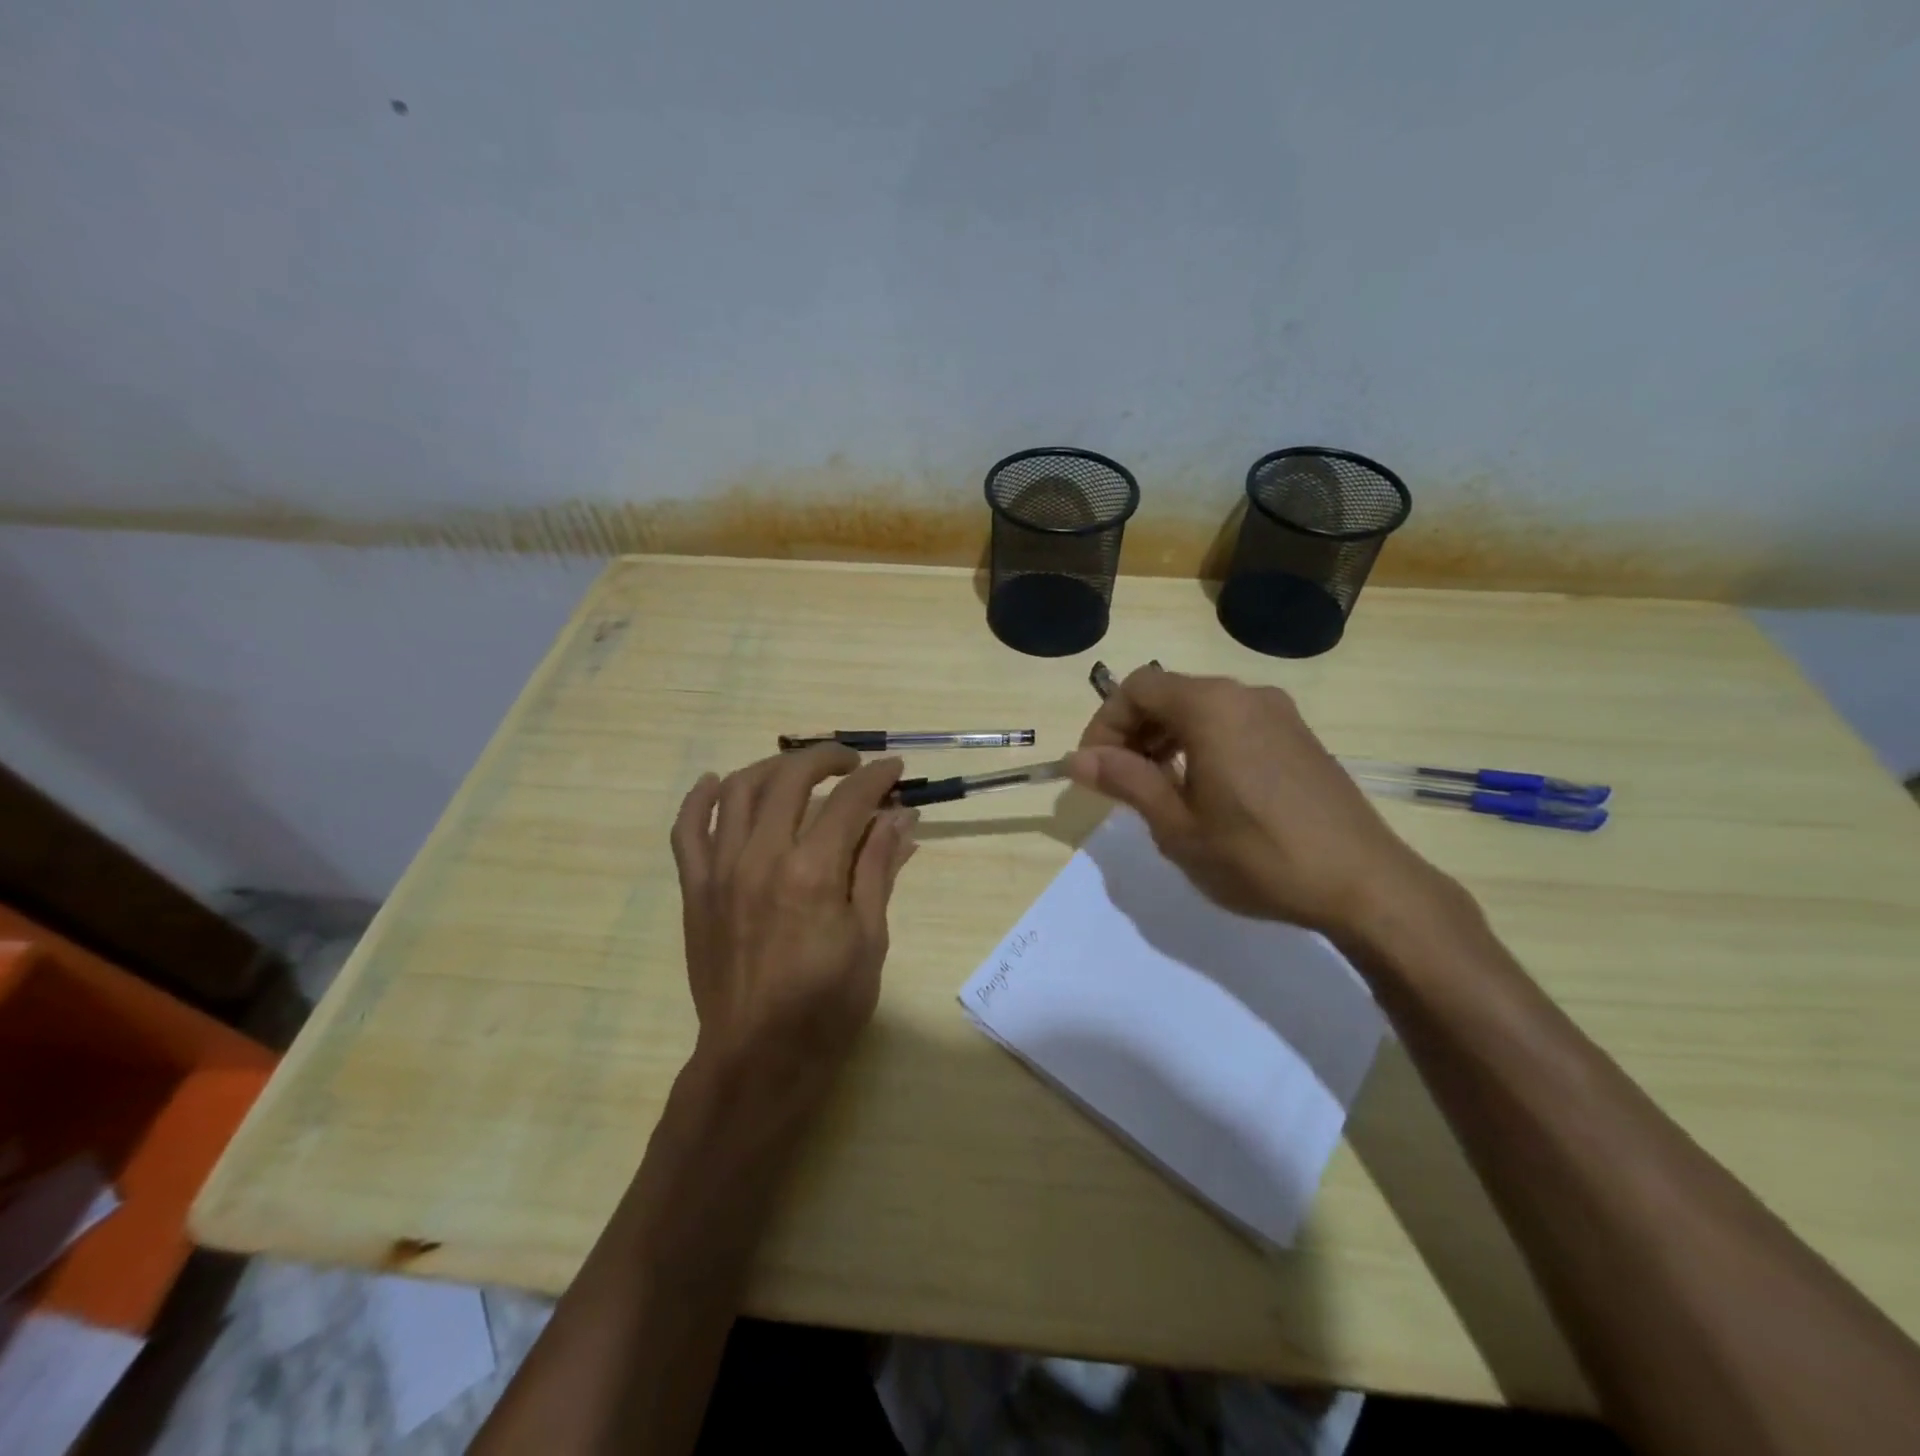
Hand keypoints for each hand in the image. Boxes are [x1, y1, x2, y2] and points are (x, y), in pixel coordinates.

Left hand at [670, 745, 917, 1100]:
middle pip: (791, 777)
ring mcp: (721, 870)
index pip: (849, 800)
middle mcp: (762, 857)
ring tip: (799, 771)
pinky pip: (688, 829)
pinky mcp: (695, 889)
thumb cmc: (826, 1006)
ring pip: (739, 789)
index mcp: (813, 872)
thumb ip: (878, 869)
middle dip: (827, 758)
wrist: (757, 1058)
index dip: (877, 778)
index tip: (893, 769)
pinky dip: (700, 798)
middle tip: (852, 764)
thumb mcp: (869, 939)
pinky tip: (715, 782)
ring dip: (774, 767)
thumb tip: (900, 817)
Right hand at [1065, 666, 1454, 940]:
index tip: (1094, 768)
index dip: (1105, 723)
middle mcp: (1245, 695)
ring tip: (1159, 791)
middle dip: (1134, 731)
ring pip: (1202, 708)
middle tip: (1120, 783)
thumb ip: (1126, 781)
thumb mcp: (1178, 826)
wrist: (1365, 884)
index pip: (1136, 688)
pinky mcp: (1299, 736)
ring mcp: (1278, 713)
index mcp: (1211, 706)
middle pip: (1169, 693)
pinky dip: (1202, 744)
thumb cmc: (1258, 856)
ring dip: (1167, 739)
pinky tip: (1205, 792)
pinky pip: (1234, 723)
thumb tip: (1077, 758)